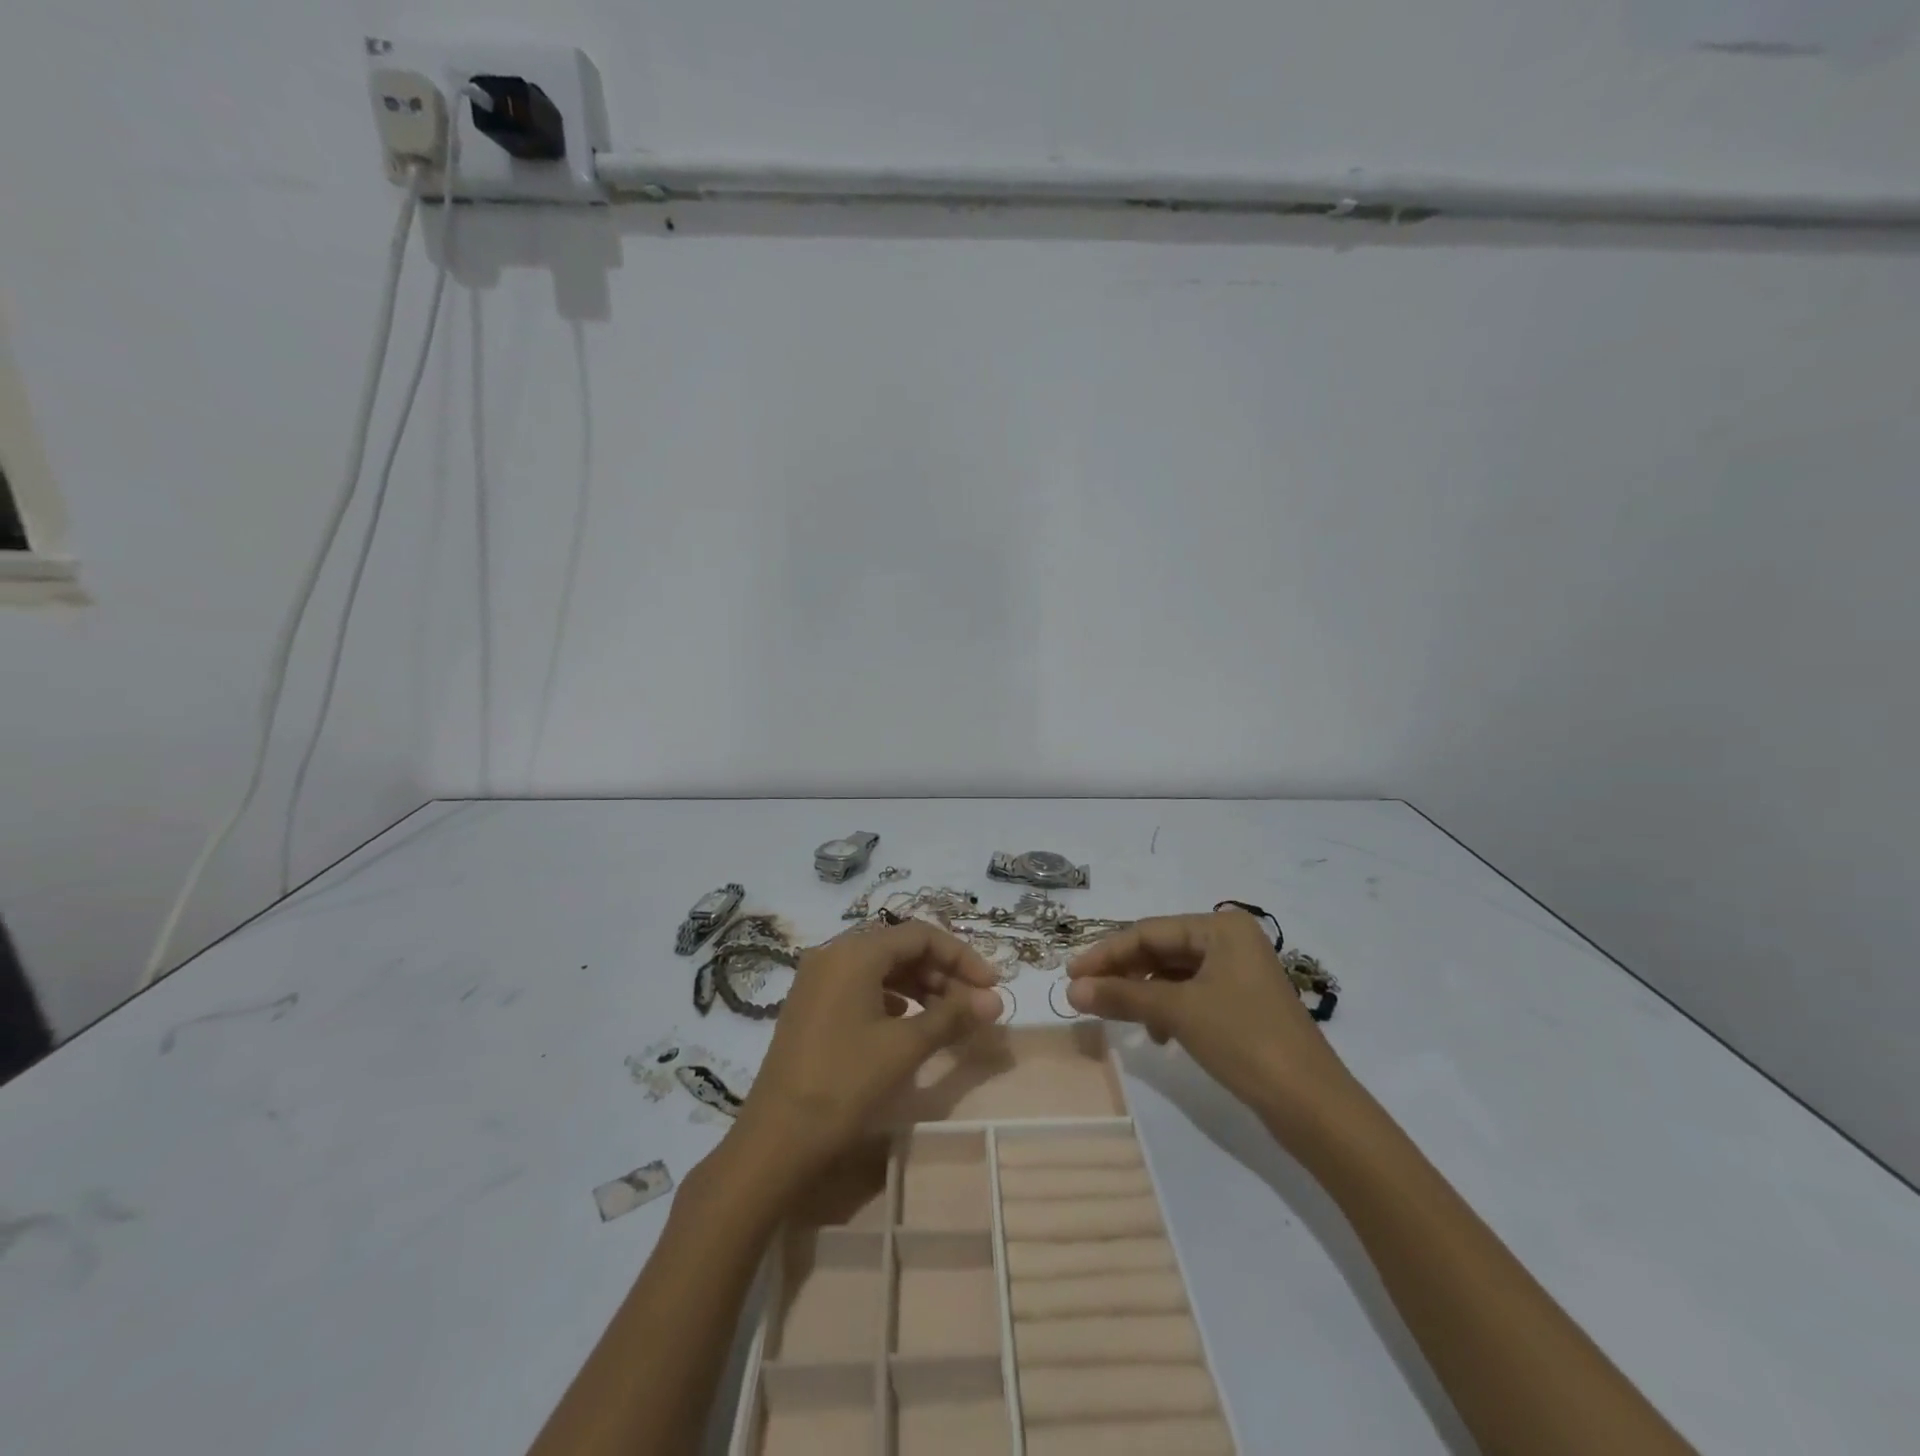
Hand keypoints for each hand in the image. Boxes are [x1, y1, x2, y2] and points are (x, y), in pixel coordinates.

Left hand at [729, 921, 1002, 1185]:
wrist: (776, 1140)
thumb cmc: (844, 1084)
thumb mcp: (905, 1047)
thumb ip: (952, 1016)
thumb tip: (995, 1000)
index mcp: (855, 952)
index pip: (921, 935)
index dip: (962, 957)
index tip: (991, 986)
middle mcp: (834, 954)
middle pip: (901, 947)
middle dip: (943, 972)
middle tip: (974, 1005)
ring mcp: (818, 979)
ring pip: (882, 968)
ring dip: (920, 986)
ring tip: (948, 1018)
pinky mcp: (812, 1005)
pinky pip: (862, 986)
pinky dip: (893, 999)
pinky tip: (908, 1024)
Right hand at [1066, 909, 1358, 1140]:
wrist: (1312, 1105)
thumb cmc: (1244, 1040)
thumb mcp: (1178, 1012)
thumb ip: (1123, 995)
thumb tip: (1072, 990)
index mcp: (1221, 927)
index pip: (1149, 932)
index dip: (1106, 953)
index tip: (1070, 974)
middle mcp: (1231, 941)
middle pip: (1161, 950)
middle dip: (1123, 973)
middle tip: (1085, 994)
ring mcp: (1239, 973)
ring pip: (1174, 974)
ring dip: (1143, 993)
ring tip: (1118, 1016)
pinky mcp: (1242, 1003)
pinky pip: (1191, 994)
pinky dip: (1168, 1009)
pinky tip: (1158, 1034)